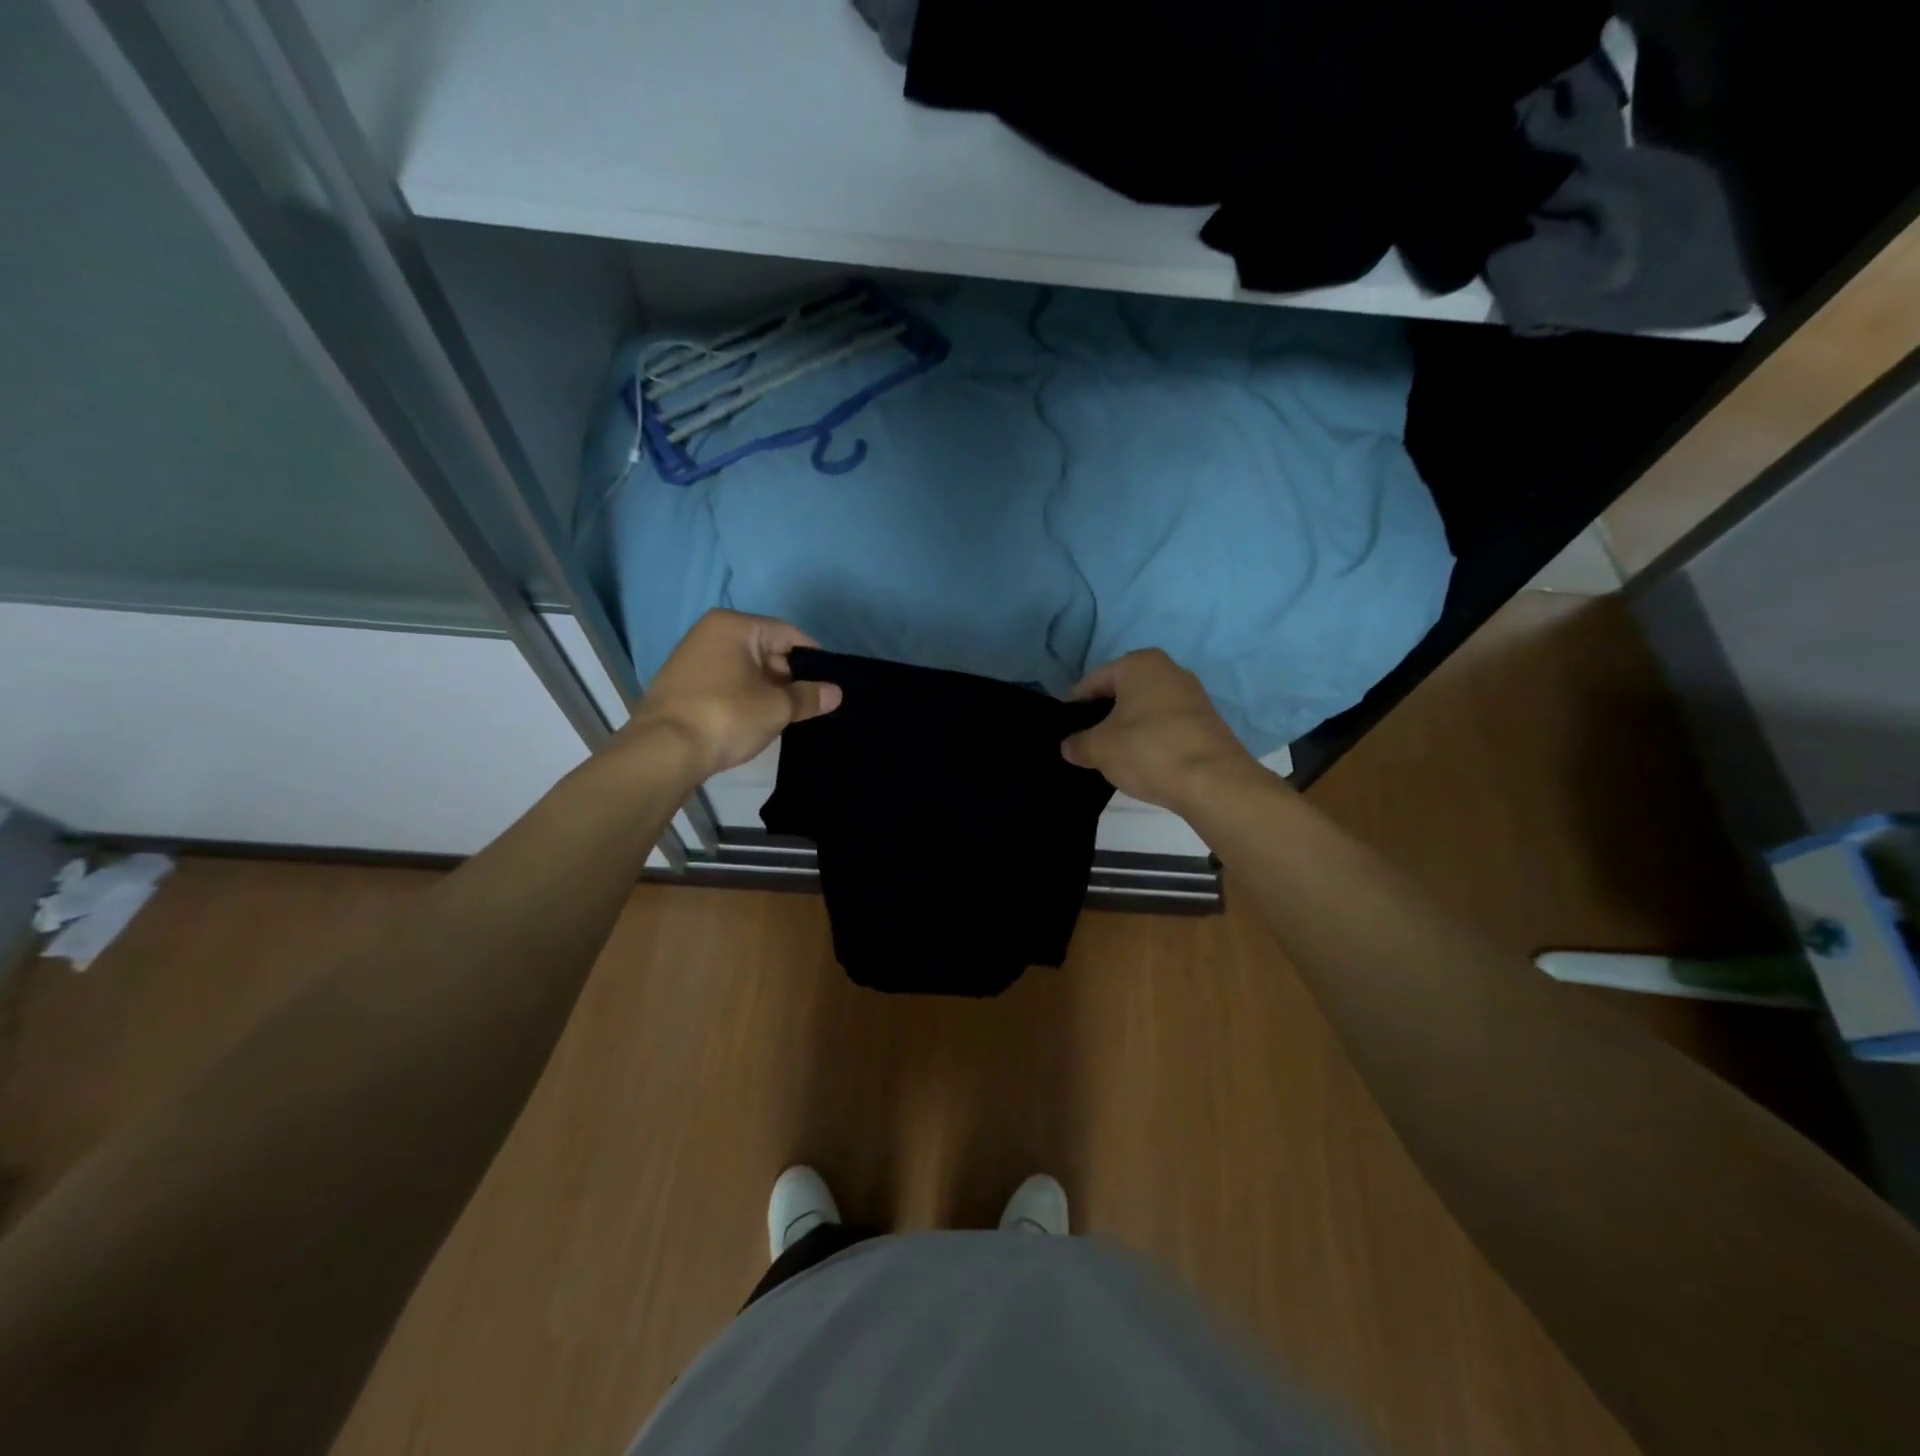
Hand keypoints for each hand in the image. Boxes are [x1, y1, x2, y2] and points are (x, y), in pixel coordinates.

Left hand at [618, 610, 841, 779]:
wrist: (664, 751)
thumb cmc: (726, 716)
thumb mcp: (777, 707)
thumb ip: (809, 697)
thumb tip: (836, 692)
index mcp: (734, 626)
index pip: (788, 634)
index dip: (814, 659)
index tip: (830, 685)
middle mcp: (710, 633)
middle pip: (767, 650)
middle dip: (790, 678)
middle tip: (810, 706)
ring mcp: (692, 658)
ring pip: (747, 669)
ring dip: (768, 691)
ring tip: (788, 717)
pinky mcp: (683, 685)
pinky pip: (727, 684)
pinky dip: (745, 698)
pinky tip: (757, 721)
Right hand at [1062, 649, 1259, 812]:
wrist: (1214, 782)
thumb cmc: (1148, 750)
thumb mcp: (1099, 748)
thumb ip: (1078, 744)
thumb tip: (1068, 746)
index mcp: (1140, 664)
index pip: (1093, 681)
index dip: (1076, 706)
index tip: (1067, 730)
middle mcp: (1169, 670)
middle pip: (1122, 692)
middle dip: (1104, 716)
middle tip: (1088, 744)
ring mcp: (1192, 695)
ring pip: (1145, 709)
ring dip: (1128, 729)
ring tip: (1114, 756)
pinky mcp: (1206, 721)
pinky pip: (1166, 725)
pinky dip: (1151, 739)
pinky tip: (1143, 762)